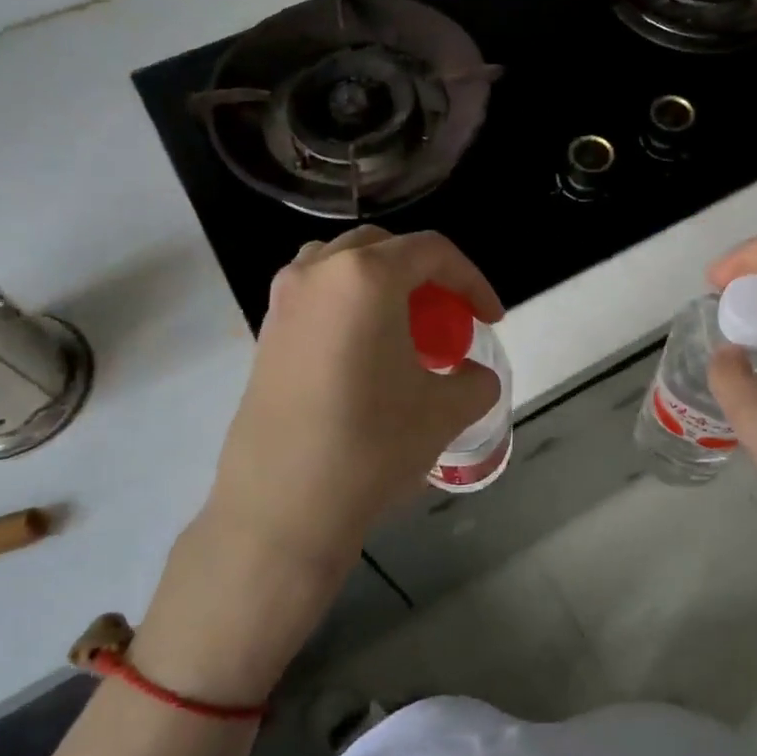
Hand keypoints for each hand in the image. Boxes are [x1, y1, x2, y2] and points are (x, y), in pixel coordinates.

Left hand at [136, 228, 500, 702]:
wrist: (282, 508)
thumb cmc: (372, 446)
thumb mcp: (446, 410)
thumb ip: (476, 380)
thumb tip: (472, 376)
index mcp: (366, 276)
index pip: (433, 252)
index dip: (474, 281)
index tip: (491, 320)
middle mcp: (318, 272)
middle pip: (385, 248)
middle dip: (428, 276)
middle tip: (449, 319)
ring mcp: (283, 300)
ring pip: (344, 266)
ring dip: (383, 284)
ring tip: (405, 329)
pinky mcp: (265, 333)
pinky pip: (318, 297)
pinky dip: (351, 306)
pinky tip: (366, 354)